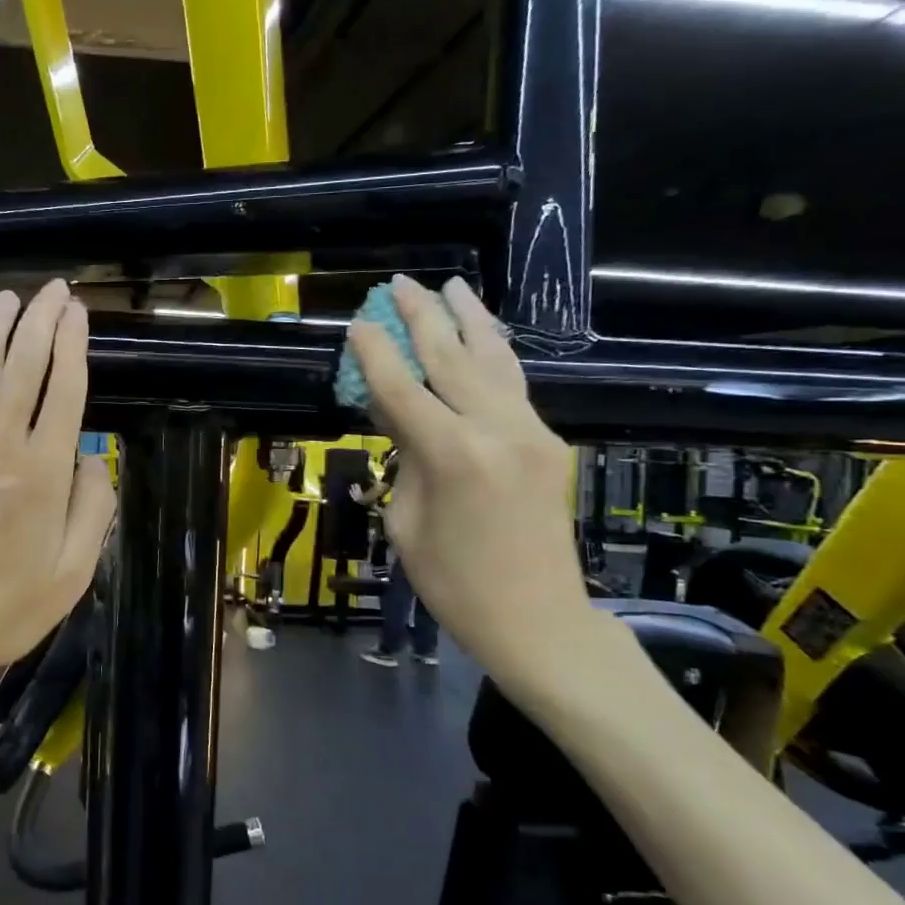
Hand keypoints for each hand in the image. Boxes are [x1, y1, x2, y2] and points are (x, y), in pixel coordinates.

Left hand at [0, 280, 115, 692]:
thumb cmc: (6, 608)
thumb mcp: (73, 572)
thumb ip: (93, 508)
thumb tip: (91, 458)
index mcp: (45, 472)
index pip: (65, 389)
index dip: (72, 344)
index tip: (78, 312)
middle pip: (23, 365)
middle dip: (40, 321)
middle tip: (51, 290)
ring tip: (9, 300)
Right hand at [349, 275, 591, 693]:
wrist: (538, 620)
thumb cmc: (454, 583)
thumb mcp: (406, 521)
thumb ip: (405, 457)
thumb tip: (398, 412)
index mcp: (452, 454)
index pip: (403, 387)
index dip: (375, 352)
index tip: (357, 322)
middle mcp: (496, 429)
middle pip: (451, 357)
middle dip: (421, 317)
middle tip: (399, 285)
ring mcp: (530, 431)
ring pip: (495, 359)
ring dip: (469, 319)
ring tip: (451, 286)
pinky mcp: (547, 441)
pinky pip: (514, 384)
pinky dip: (493, 353)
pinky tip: (482, 336)